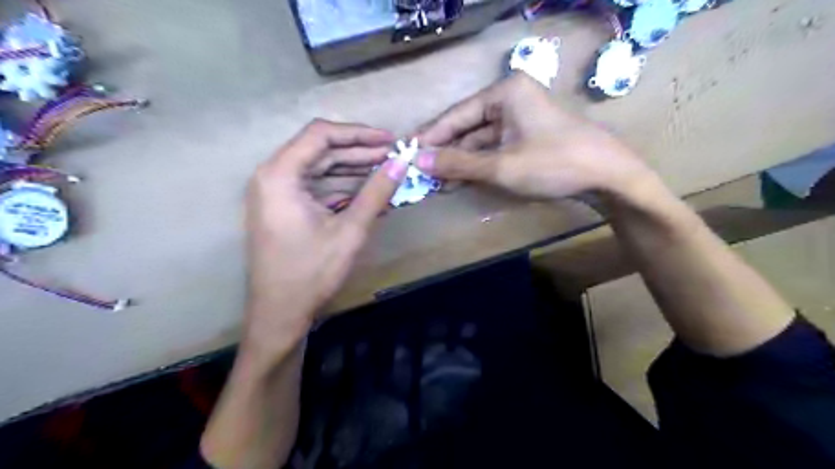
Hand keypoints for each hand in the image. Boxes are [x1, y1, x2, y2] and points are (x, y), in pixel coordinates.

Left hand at [244, 120, 410, 356]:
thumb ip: (376, 192)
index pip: (321, 135)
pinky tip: (368, 191)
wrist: (280, 314)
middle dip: (359, 152)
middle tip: (394, 156)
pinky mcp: (283, 208)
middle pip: (319, 150)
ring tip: (387, 171)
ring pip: (319, 168)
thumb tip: (401, 162)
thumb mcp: (350, 230)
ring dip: (353, 169)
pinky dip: (342, 187)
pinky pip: (316, 187)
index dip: (358, 134)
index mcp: (280, 175)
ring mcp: (276, 193)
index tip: (389, 140)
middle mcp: (272, 176)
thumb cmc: (311, 273)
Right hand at [416, 71, 651, 198]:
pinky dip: (477, 165)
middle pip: (467, 128)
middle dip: (444, 152)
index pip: (456, 115)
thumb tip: (418, 162)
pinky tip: (458, 180)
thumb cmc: (553, 163)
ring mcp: (519, 119)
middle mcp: (510, 100)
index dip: (430, 136)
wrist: (608, 177)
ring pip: (479, 141)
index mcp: (504, 93)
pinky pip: (493, 149)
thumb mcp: (500, 166)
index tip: (407, 153)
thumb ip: (457, 163)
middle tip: (419, 172)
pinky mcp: (526, 137)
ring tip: (435, 181)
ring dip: (459, 162)